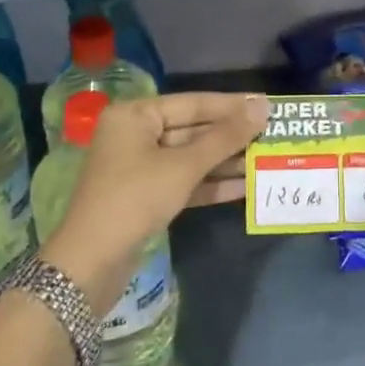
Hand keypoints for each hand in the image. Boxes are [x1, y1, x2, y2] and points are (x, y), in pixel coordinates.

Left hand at [45, 92, 269, 310]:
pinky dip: (211, 183)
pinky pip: (184, 181)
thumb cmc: (135, 199)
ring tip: (266, 159)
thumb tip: (262, 109)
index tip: (268, 105)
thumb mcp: (183, 166)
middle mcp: (135, 134)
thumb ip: (225, 137)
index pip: (193, 102)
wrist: (91, 262)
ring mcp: (139, 167)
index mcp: (135, 115)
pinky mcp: (146, 196)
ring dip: (226, 161)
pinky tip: (245, 186)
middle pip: (193, 129)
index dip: (233, 106)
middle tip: (273, 134)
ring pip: (191, 157)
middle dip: (232, 136)